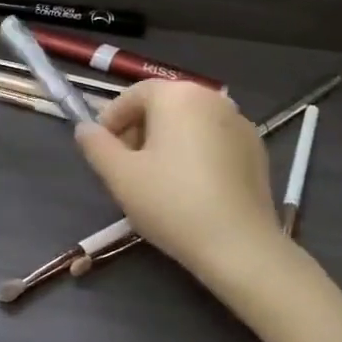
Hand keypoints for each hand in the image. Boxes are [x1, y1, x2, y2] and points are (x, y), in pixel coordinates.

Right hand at [73, 80, 287, 287]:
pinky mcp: (256, 149)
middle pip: (163, 106)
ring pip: (189, 123)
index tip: (103, 151)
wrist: (240, 246)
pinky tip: (190, 188)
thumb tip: (85, 129)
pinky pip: (213, 140)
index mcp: (177, 95)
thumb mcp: (119, 175)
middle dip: (139, 131)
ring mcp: (239, 122)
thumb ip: (96, 145)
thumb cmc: (172, 202)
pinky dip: (195, 153)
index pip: (133, 95)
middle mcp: (212, 98)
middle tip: (126, 168)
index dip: (111, 120)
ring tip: (156, 180)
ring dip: (166, 142)